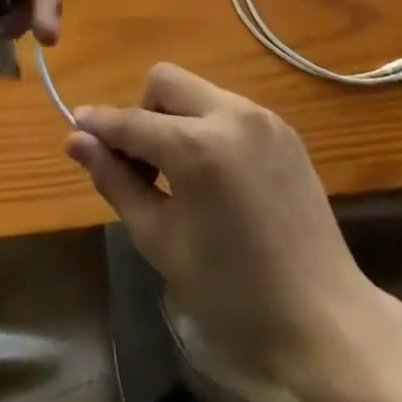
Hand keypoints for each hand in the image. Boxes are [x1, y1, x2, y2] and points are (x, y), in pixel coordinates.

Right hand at [65, 65, 375, 387]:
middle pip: (166, 82)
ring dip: (176, 120)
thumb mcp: (162, 243)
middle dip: (143, 112)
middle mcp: (231, 114)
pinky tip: (215, 177)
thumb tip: (77, 141)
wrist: (325, 320)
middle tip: (142, 166)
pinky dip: (208, 128)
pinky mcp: (284, 129)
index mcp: (198, 146)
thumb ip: (116, 183)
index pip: (133, 121)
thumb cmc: (233, 294)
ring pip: (199, 92)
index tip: (76, 126)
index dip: (100, 124)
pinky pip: (230, 109)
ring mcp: (263, 117)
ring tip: (178, 176)